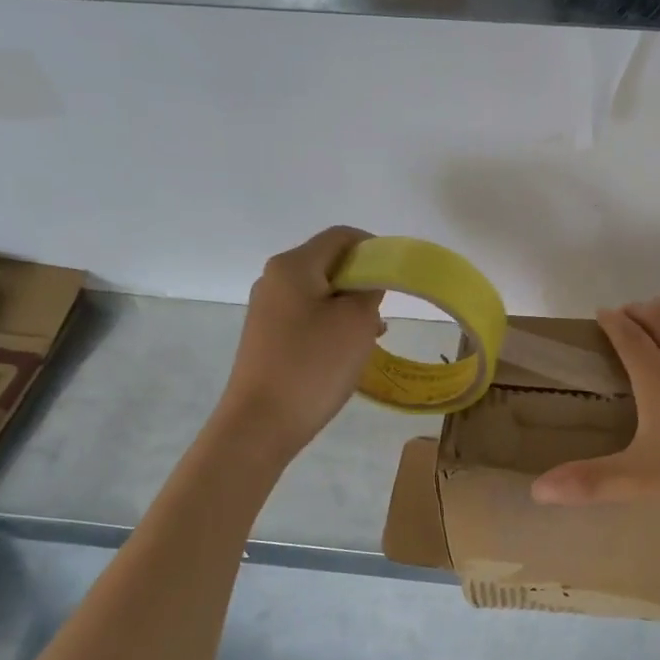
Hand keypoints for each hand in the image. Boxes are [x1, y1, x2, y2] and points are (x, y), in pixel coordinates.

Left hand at [218, 226, 384, 458]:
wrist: (261, 423)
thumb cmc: (313, 365)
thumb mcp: (356, 321)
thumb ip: (370, 288)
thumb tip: (369, 279)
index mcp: (293, 266)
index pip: (341, 236)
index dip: (374, 247)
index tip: (398, 276)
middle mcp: (274, 280)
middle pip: (329, 263)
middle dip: (363, 282)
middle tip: (384, 312)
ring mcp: (267, 309)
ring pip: (320, 293)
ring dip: (350, 308)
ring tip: (371, 337)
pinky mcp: (267, 337)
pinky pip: (308, 317)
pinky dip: (332, 326)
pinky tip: (347, 353)